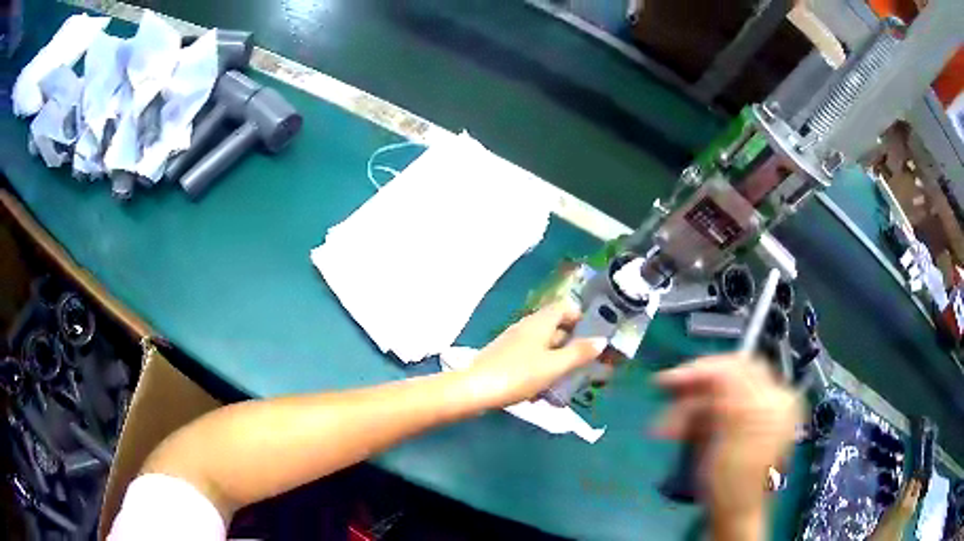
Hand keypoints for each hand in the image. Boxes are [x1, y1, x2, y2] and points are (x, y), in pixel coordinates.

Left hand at [467, 300, 606, 407]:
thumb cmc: (518, 374)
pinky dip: (540, 373)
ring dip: (557, 364)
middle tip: (587, 365)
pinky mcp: (504, 360)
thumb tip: (601, 341)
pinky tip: (542, 395)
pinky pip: (530, 362)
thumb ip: (578, 353)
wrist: (475, 390)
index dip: (581, 318)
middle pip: (555, 329)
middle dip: (572, 346)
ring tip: (567, 385)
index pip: (565, 307)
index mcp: (540, 322)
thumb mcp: (554, 366)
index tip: (594, 336)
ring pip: (543, 349)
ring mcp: (513, 344)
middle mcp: (526, 328)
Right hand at [654, 354, 802, 535]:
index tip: (671, 379)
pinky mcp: (738, 429)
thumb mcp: (736, 435)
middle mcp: (768, 402)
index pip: (741, 366)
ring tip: (665, 427)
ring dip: (689, 408)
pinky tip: (677, 431)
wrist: (732, 516)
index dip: (706, 368)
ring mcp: (753, 416)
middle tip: (664, 394)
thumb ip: (733, 394)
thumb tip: (717, 364)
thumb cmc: (735, 481)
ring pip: (716, 398)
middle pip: (728, 379)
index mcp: (776, 400)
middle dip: (694, 388)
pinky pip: (713, 414)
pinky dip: (694, 420)